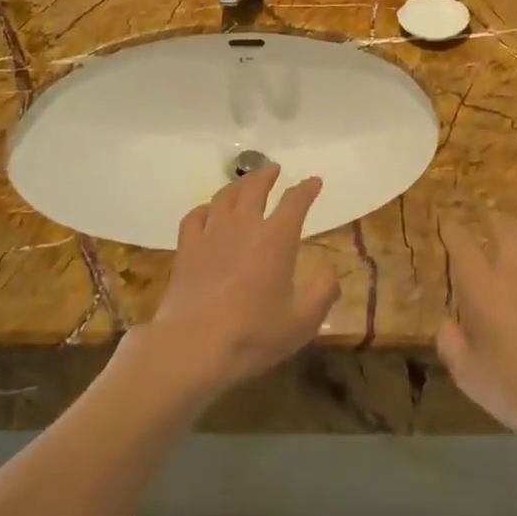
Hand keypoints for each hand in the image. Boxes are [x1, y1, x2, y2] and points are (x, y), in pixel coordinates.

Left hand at [147, 165, 338, 401]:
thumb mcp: (303, 321)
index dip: (307, 188)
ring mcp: (211, 234)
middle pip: (255, 188)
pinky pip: (195, 216)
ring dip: (238, 185)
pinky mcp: (186, 248)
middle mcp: (244, 226)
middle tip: (274, 169)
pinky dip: (205, 208)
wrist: (193, 346)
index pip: (295, 201)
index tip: (314, 181)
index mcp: (277, 238)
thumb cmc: (253, 334)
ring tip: (244, 183)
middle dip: (267, 175)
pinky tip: (208, 212)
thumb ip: (323, 292)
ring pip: (225, 196)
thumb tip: (330, 270)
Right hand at [437, 210, 516, 446]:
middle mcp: (514, 269)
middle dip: (490, 219)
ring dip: (515, 227)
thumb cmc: (516, 388)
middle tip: (483, 218)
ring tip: (510, 229)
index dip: (452, 230)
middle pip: (502, 227)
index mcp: (483, 287)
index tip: (447, 222)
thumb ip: (452, 345)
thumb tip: (448, 325)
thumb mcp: (469, 376)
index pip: (462, 245)